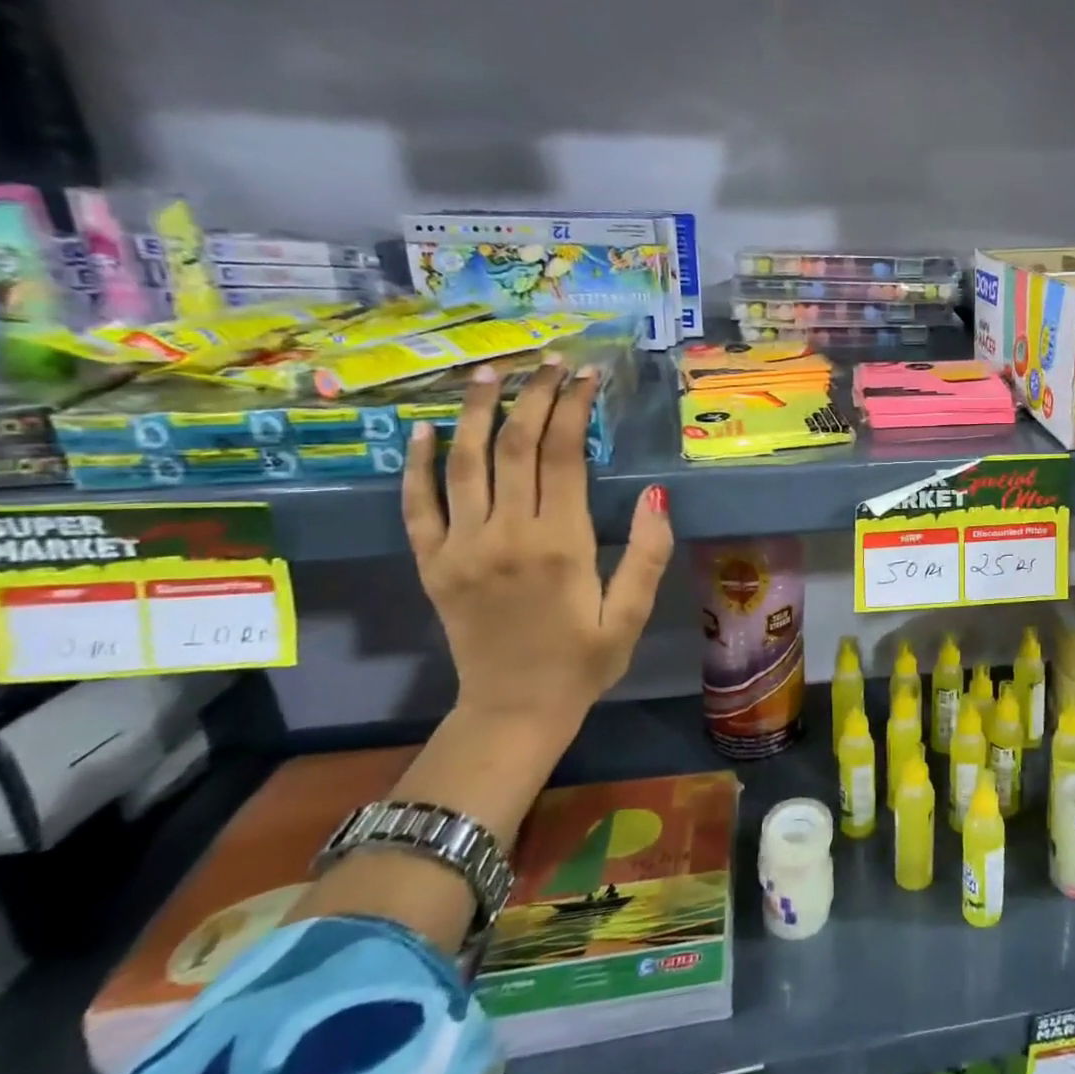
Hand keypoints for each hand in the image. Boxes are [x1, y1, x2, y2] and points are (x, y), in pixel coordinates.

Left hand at [401, 356, 673, 728]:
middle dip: (533, 396)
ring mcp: (461, 547)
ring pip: (465, 463)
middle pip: (516, 447)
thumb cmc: (583, 662)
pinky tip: (423, 430)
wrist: (513, 711)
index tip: (586, 377)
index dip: (573, 408)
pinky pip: (417, 505)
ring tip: (490, 373)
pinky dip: (417, 465)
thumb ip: (647, 554)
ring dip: (478, 413)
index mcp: (560, 544)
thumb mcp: (632, 615)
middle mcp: (506, 535)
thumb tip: (657, 495)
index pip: (563, 456)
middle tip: (549, 362)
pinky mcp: (432, 563)